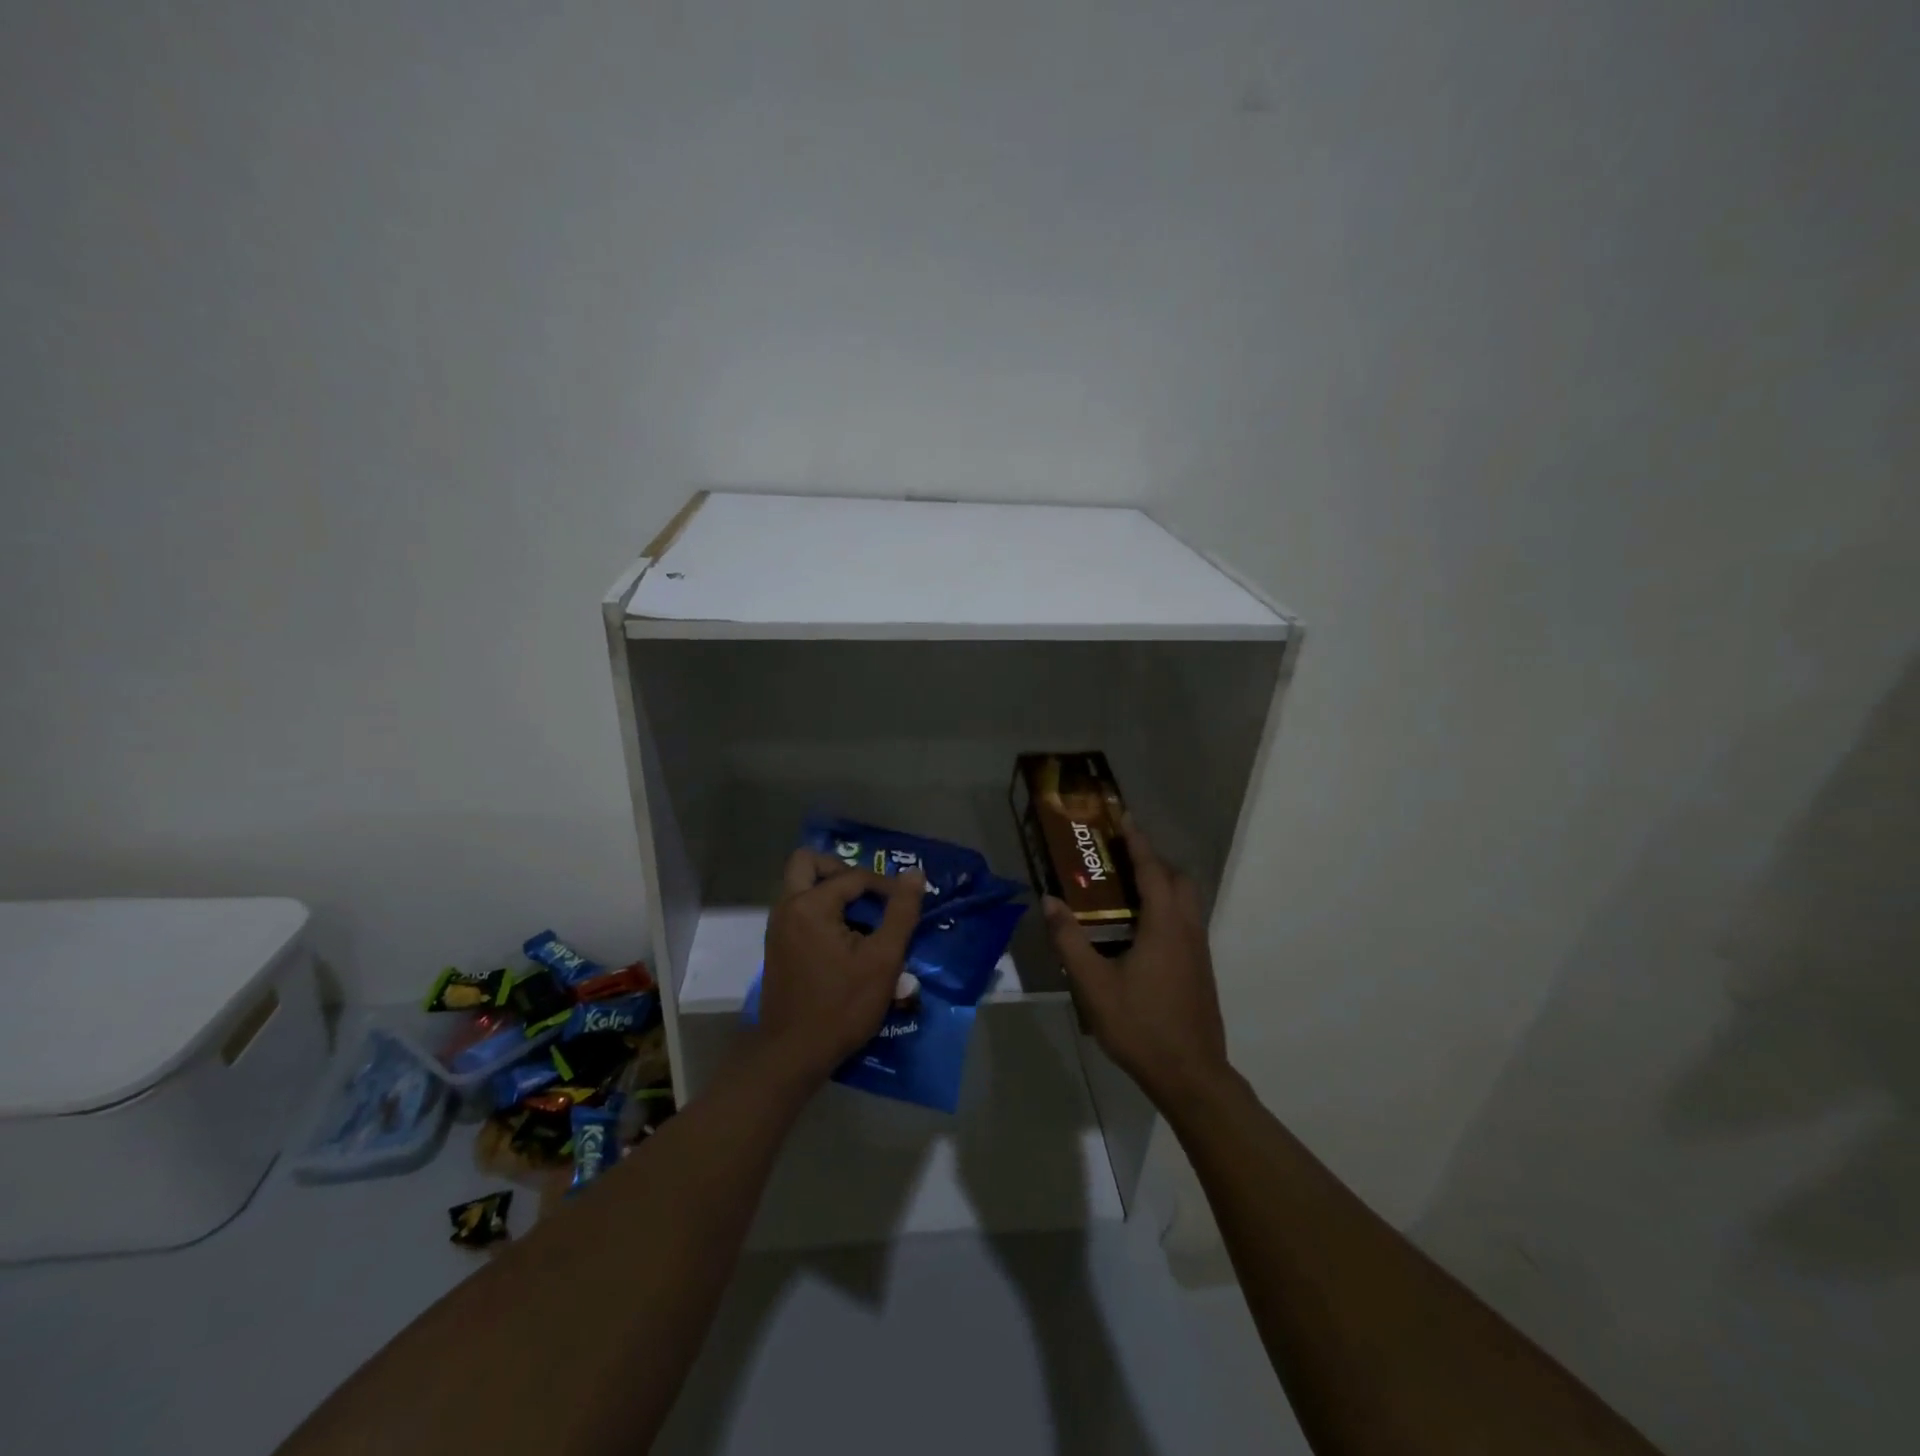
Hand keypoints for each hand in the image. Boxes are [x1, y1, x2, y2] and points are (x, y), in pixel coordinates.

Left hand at [755, 849, 924, 1084]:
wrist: (793, 1054)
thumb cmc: (841, 1006)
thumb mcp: (883, 960)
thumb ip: (901, 913)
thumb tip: (915, 873)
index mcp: (810, 905)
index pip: (853, 876)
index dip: (885, 886)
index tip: (906, 905)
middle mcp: (787, 908)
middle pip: (808, 863)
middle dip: (841, 869)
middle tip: (867, 892)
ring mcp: (777, 928)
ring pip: (800, 886)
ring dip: (830, 889)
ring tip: (862, 916)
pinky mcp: (776, 947)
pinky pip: (798, 909)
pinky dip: (820, 910)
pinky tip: (846, 939)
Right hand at [1043, 818, 1229, 1112]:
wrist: (1191, 1074)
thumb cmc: (1140, 1025)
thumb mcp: (1093, 985)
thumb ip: (1069, 940)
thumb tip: (1049, 900)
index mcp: (1164, 925)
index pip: (1152, 870)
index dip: (1138, 841)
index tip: (1125, 817)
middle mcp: (1187, 929)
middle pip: (1178, 879)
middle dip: (1153, 861)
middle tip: (1121, 859)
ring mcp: (1198, 950)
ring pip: (1186, 901)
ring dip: (1162, 885)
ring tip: (1127, 890)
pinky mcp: (1200, 969)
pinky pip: (1186, 921)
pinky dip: (1167, 908)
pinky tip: (1140, 933)